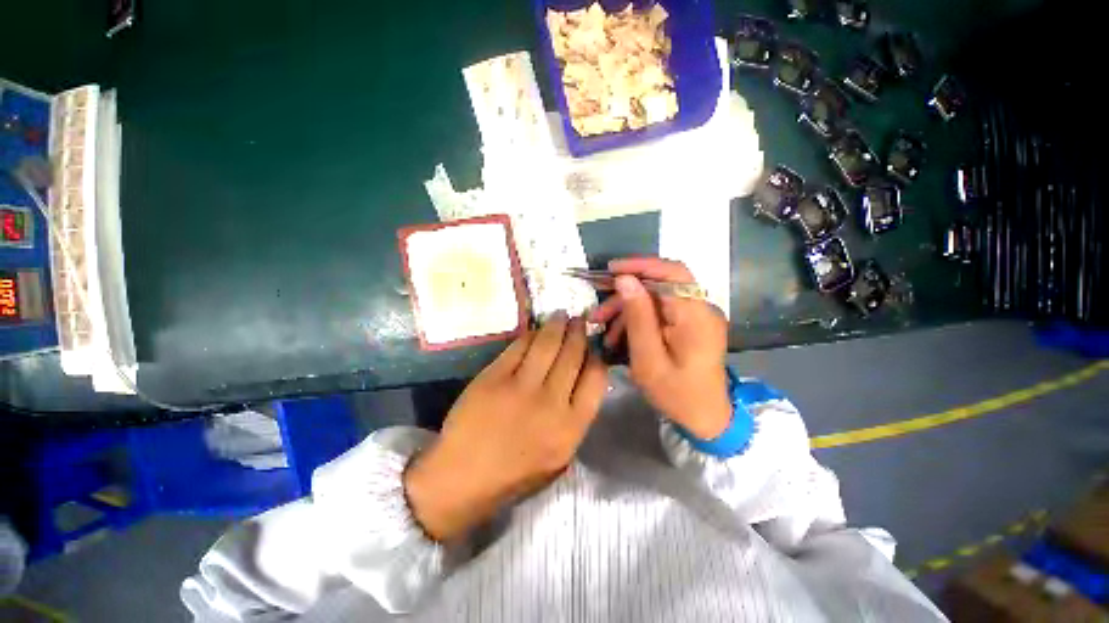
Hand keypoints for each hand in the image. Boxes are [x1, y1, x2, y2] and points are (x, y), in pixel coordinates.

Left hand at [404, 314, 606, 541]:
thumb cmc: (515, 472)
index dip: (597, 357)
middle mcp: (551, 403)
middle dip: (579, 333)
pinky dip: (530, 335)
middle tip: (579, 320)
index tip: (592, 347)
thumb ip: (576, 417)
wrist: (463, 478)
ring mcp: (520, 388)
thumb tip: (582, 377)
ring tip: (561, 316)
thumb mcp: (560, 456)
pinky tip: (535, 330)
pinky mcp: (494, 377)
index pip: (596, 379)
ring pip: (547, 345)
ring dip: (557, 325)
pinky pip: (518, 347)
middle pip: (572, 356)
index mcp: (571, 427)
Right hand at [589, 258, 730, 439]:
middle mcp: (700, 308)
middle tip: (598, 313)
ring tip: (604, 329)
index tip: (610, 271)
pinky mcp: (689, 324)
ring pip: (655, 298)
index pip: (672, 273)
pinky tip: (619, 335)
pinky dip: (638, 319)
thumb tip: (625, 280)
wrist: (706, 418)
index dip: (640, 265)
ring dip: (627, 309)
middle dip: (625, 295)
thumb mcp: (649, 360)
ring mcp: (696, 316)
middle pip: (659, 285)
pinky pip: (659, 311)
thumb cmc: (678, 394)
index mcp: (696, 316)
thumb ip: (638, 317)